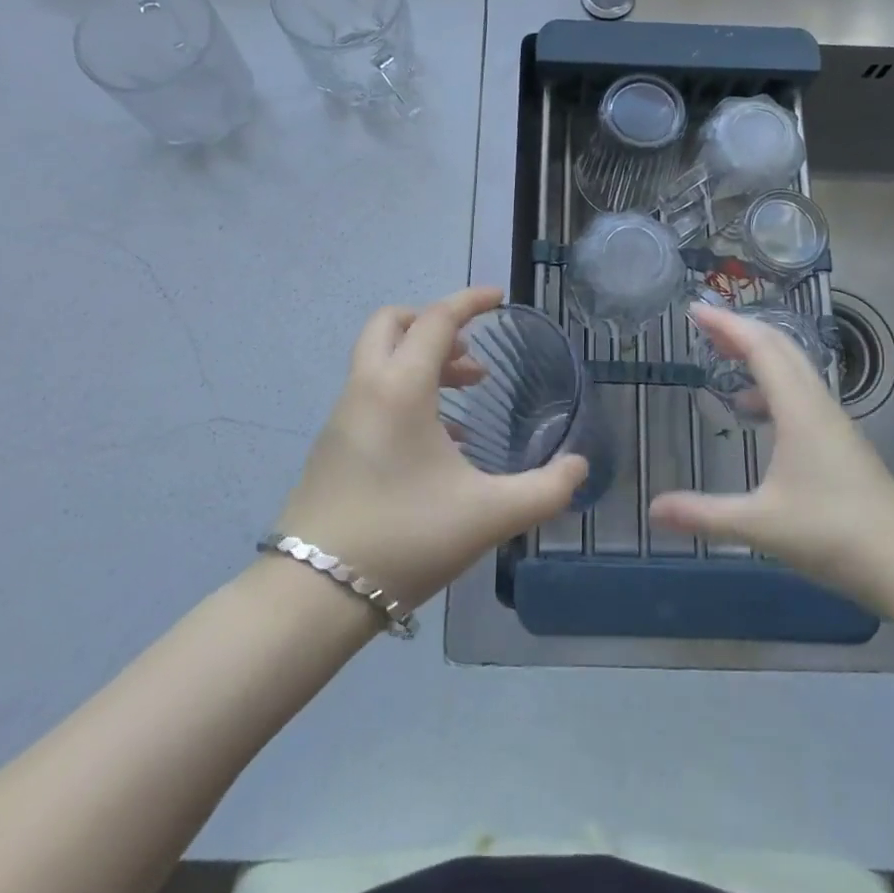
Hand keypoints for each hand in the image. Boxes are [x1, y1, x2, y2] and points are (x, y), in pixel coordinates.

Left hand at [272, 287, 588, 605]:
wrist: (313, 595)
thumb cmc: (404, 538)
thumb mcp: (488, 516)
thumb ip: (544, 489)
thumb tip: (580, 467)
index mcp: (400, 388)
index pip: (437, 319)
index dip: (470, 301)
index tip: (499, 297)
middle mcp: (366, 389)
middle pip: (392, 324)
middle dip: (433, 323)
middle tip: (471, 352)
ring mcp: (343, 417)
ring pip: (380, 360)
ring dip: (422, 361)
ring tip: (466, 395)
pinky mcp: (333, 445)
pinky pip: (373, 394)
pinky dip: (406, 393)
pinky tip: (439, 442)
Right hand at [649, 305, 893, 606]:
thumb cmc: (834, 535)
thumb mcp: (761, 525)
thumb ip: (704, 514)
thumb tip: (653, 509)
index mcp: (798, 409)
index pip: (760, 347)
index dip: (726, 324)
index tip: (695, 310)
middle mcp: (817, 403)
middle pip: (779, 347)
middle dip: (740, 329)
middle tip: (703, 325)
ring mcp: (833, 421)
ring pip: (793, 368)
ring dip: (758, 354)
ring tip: (722, 360)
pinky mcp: (840, 440)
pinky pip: (800, 391)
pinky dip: (771, 383)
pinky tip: (754, 411)